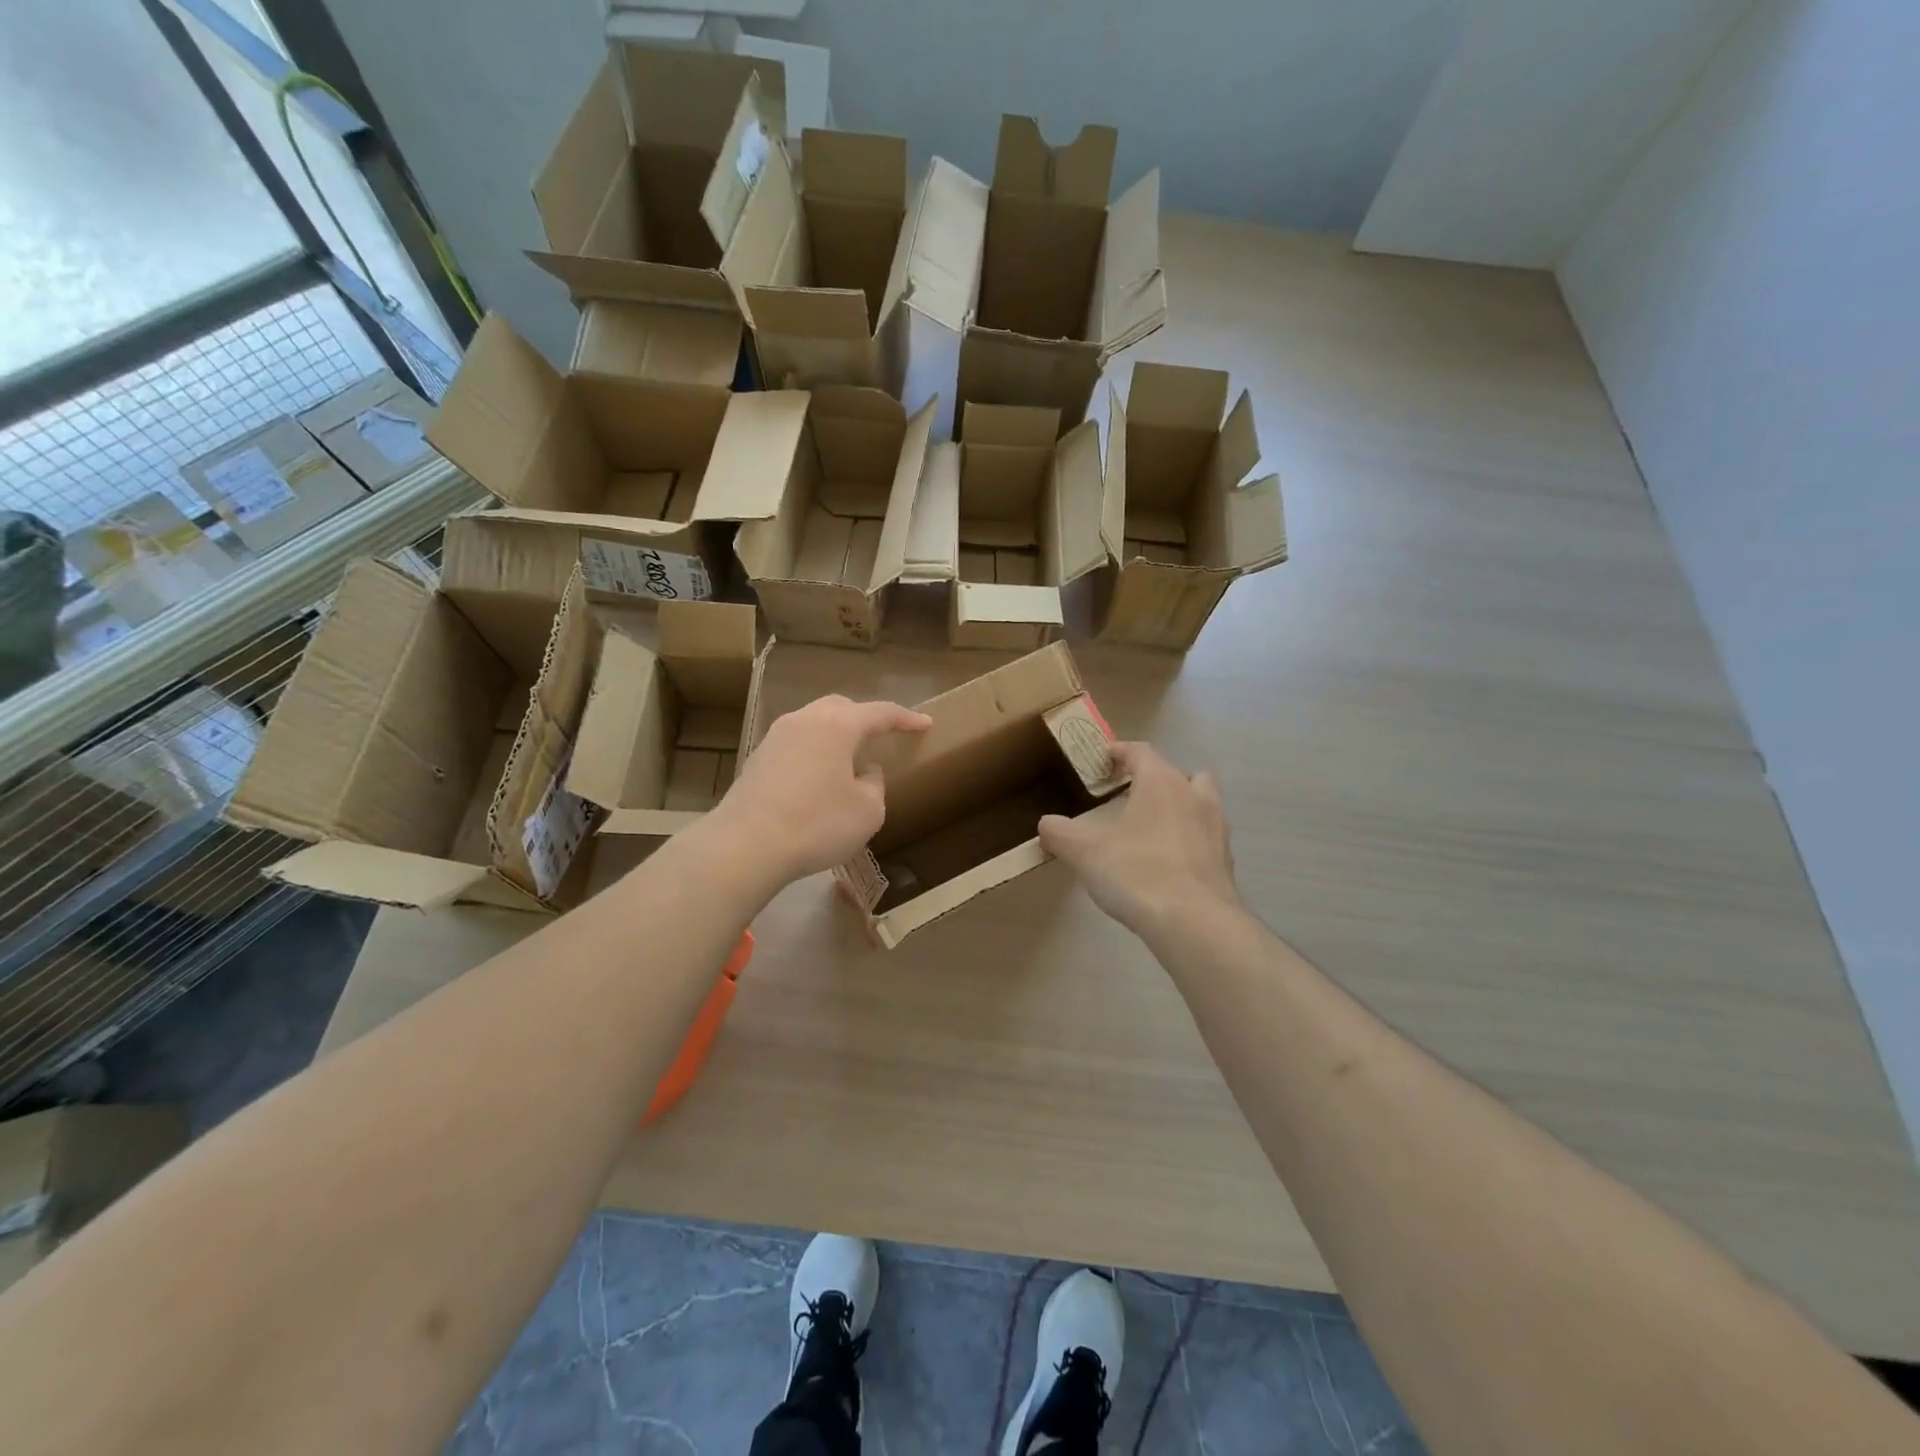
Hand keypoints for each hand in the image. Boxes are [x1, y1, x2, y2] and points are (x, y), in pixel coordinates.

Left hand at [712, 695, 931, 885]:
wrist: (746, 845)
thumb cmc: (818, 824)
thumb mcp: (868, 811)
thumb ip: (874, 784)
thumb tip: (863, 772)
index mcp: (838, 724)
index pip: (881, 712)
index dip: (906, 719)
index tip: (925, 724)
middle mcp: (804, 719)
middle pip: (841, 709)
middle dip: (865, 720)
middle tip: (882, 738)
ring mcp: (775, 737)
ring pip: (814, 726)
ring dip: (836, 739)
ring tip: (849, 763)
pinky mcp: (756, 760)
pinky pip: (795, 746)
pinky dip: (814, 755)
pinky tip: (817, 782)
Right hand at [1038, 742, 1242, 941]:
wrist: (1195, 923)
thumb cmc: (1137, 873)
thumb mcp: (1084, 853)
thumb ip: (1060, 833)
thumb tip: (1046, 824)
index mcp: (1160, 782)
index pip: (1140, 751)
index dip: (1120, 751)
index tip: (1104, 758)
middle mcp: (1193, 795)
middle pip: (1177, 773)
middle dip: (1155, 779)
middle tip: (1131, 796)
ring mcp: (1216, 828)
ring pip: (1200, 802)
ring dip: (1179, 807)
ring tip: (1152, 829)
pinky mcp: (1226, 861)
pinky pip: (1205, 837)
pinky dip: (1189, 841)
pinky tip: (1168, 864)